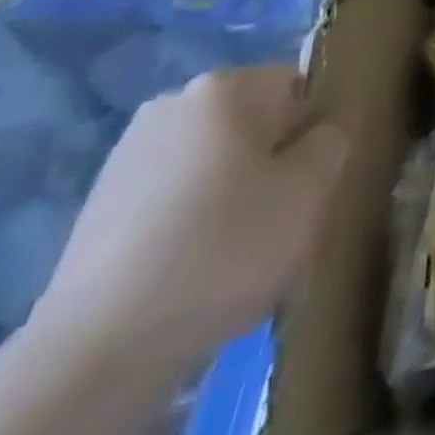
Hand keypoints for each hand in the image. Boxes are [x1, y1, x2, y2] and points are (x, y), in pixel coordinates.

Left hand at [32, 66, 348, 380]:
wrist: (100, 348)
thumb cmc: (226, 247)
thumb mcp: (311, 189)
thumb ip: (334, 139)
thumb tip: (329, 125)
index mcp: (224, 88)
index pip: (300, 86)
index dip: (319, 129)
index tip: (318, 178)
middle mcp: (173, 103)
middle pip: (256, 120)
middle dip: (276, 159)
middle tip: (288, 214)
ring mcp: (129, 153)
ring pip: (217, 159)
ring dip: (238, 189)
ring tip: (241, 247)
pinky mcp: (101, 202)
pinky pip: (178, 193)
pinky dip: (197, 217)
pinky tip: (198, 264)